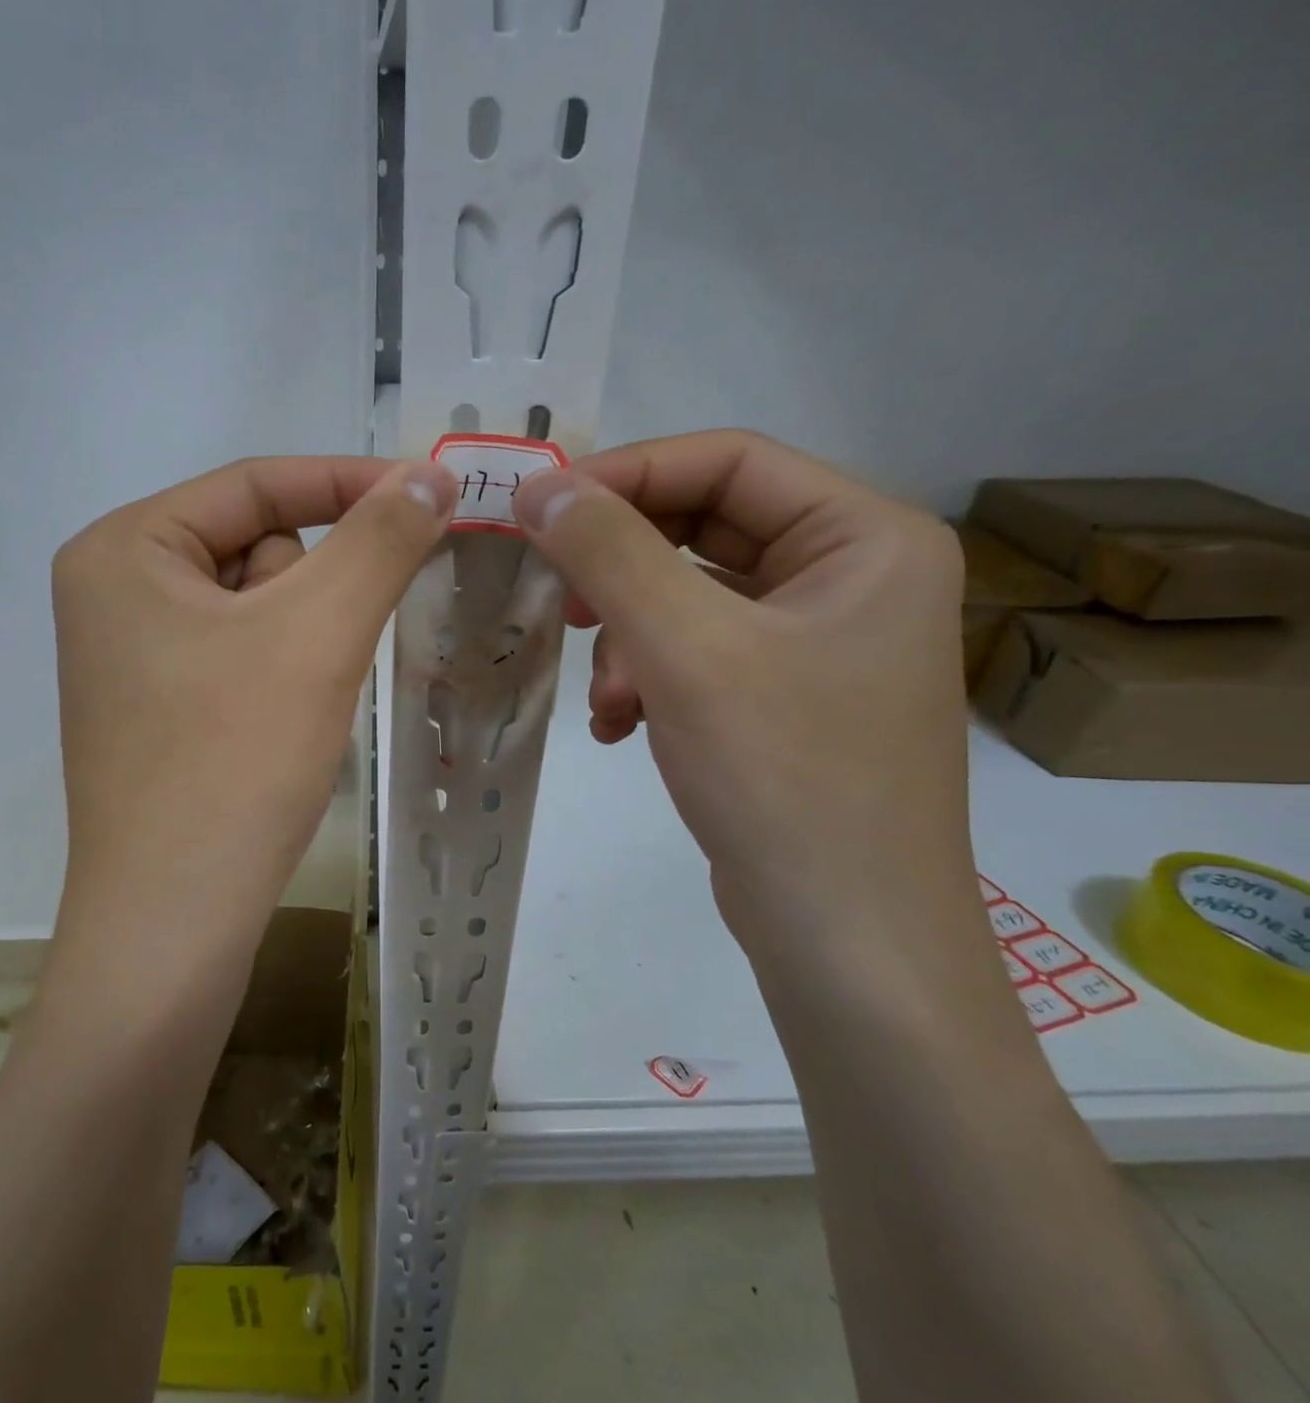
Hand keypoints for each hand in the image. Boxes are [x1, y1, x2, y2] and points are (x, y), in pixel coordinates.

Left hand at [52, 456, 455, 952]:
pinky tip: (281, 727)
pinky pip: (241, 656)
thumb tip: (431, 473)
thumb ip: (379, 540)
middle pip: (254, 549)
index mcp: (123, 549)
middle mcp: (112, 592)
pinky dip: (283, 676)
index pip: (255, 484)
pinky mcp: (156, 709)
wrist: (175, 922)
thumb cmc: (234, 762)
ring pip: (256, 608)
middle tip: (328, 653)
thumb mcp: (317, 634)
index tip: (431, 495)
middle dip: (313, 592)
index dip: (348, 483)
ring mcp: (131, 656)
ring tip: (300, 704)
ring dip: (304, 640)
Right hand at [510, 430, 973, 968]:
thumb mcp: (686, 650)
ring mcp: (816, 642)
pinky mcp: (781, 697)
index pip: (728, 461)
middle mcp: (850, 577)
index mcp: (865, 538)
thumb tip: (537, 484)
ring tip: (607, 697)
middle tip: (560, 602)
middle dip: (621, 571)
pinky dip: (645, 677)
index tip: (539, 509)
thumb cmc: (785, 779)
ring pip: (687, 597)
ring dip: (627, 638)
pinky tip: (619, 726)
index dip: (627, 474)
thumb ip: (608, 553)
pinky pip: (694, 653)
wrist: (846, 941)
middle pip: (703, 529)